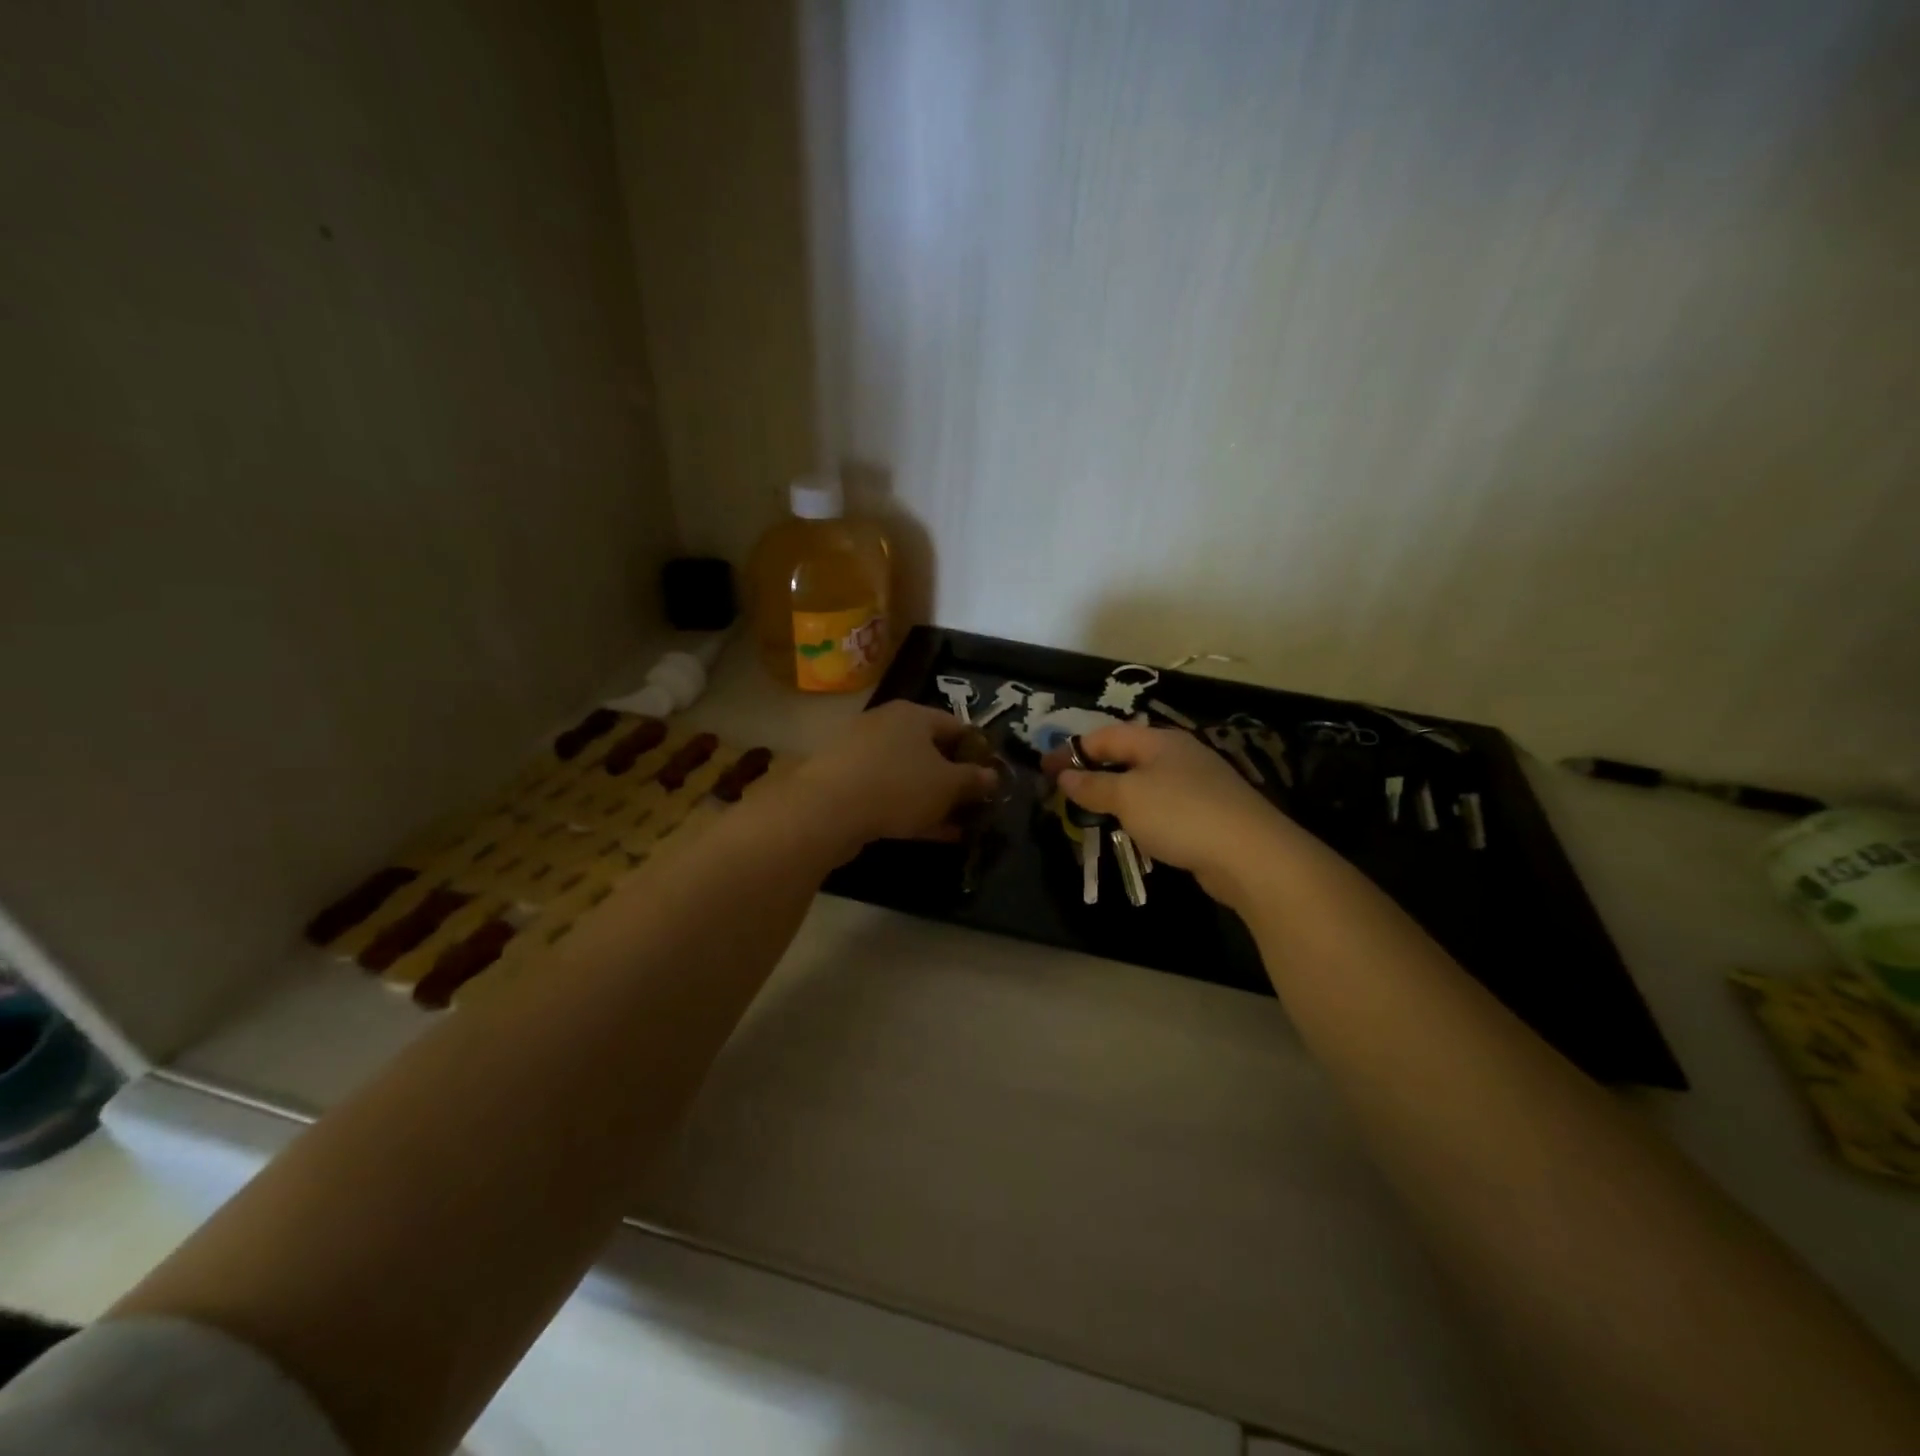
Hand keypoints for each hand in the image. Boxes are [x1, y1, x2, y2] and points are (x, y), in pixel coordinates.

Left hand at [790, 701, 998, 859]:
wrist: (826, 810)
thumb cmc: (898, 785)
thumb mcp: (947, 785)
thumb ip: (973, 780)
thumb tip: (992, 776)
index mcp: (913, 715)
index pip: (955, 725)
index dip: (977, 750)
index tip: (992, 775)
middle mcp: (886, 727)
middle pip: (929, 750)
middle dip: (954, 778)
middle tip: (976, 803)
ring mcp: (862, 755)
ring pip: (909, 776)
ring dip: (934, 799)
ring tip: (958, 825)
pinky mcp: (845, 784)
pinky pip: (888, 794)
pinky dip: (910, 810)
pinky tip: (932, 834)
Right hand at [1043, 723, 1295, 905]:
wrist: (1250, 854)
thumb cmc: (1180, 814)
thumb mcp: (1127, 797)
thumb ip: (1093, 785)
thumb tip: (1065, 775)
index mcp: (1158, 741)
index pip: (1104, 736)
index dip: (1072, 751)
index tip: (1044, 770)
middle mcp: (1178, 754)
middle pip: (1125, 756)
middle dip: (1093, 771)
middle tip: (1064, 793)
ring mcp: (1196, 783)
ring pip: (1144, 782)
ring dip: (1115, 794)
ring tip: (1091, 814)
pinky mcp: (1207, 812)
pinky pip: (1161, 805)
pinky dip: (1139, 813)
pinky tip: (1133, 830)